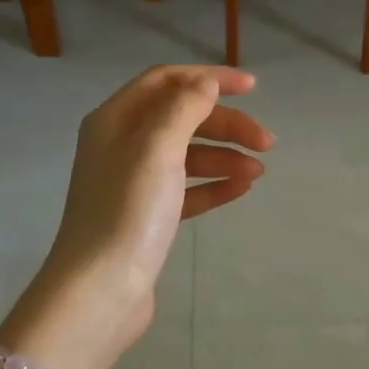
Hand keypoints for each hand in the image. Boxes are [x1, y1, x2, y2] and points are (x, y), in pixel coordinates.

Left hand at [10, 66, 271, 368]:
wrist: (102, 289)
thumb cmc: (128, 212)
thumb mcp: (156, 149)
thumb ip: (183, 109)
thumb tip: (205, 83)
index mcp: (115, 120)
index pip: (166, 82)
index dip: (209, 79)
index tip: (252, 89)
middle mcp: (121, 145)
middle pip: (181, 119)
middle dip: (225, 125)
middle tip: (266, 142)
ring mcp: (134, 184)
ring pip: (187, 156)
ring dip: (224, 156)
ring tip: (258, 171)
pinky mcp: (147, 217)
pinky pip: (186, 190)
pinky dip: (213, 185)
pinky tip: (241, 188)